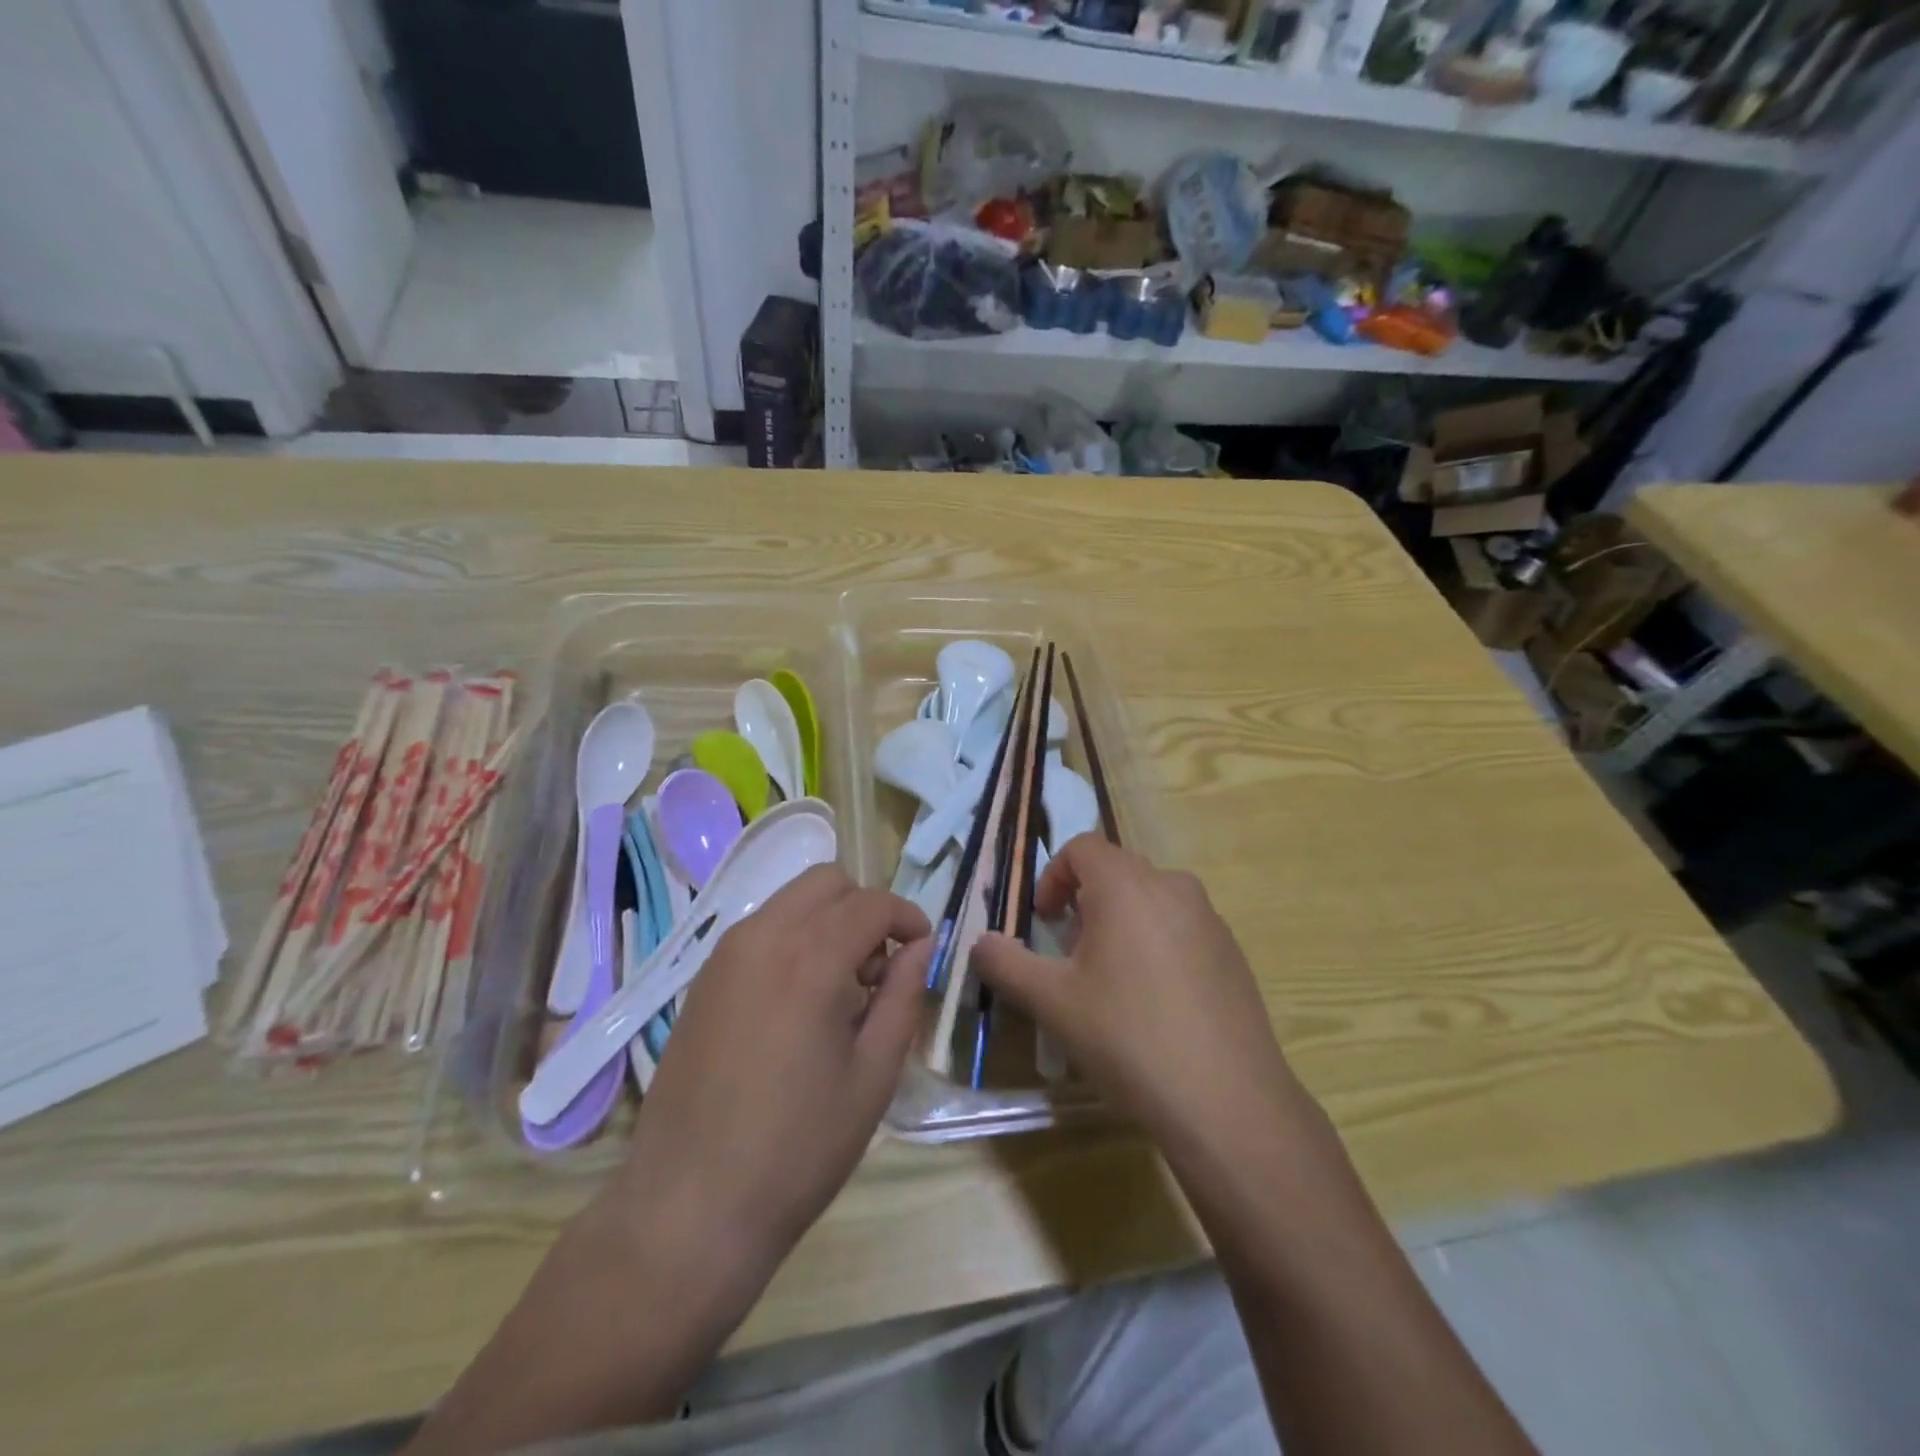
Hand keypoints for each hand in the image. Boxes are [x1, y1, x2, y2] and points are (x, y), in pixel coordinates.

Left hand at [611, 866, 931, 1287]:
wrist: (688, 1208)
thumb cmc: (796, 1149)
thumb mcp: (872, 1076)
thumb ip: (904, 998)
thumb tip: (920, 948)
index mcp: (809, 959)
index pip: (872, 903)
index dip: (908, 918)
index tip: (923, 950)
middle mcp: (762, 938)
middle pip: (828, 882)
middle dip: (865, 909)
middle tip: (879, 969)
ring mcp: (724, 955)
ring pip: (791, 900)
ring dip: (828, 921)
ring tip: (841, 989)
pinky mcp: (702, 979)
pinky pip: (761, 929)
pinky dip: (794, 938)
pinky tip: (798, 1002)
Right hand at [973, 836, 1303, 1155]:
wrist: (1227, 1101)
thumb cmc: (1128, 1038)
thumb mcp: (1052, 1002)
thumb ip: (1006, 963)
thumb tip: (981, 942)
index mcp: (1127, 886)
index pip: (1082, 847)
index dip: (1052, 875)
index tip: (1043, 921)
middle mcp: (1172, 886)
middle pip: (1116, 871)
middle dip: (1083, 902)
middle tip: (1070, 955)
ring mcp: (1209, 918)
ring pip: (1150, 899)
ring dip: (1119, 922)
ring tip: (1109, 980)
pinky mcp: (1232, 952)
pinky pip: (1180, 927)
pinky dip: (1155, 943)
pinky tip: (1154, 1003)